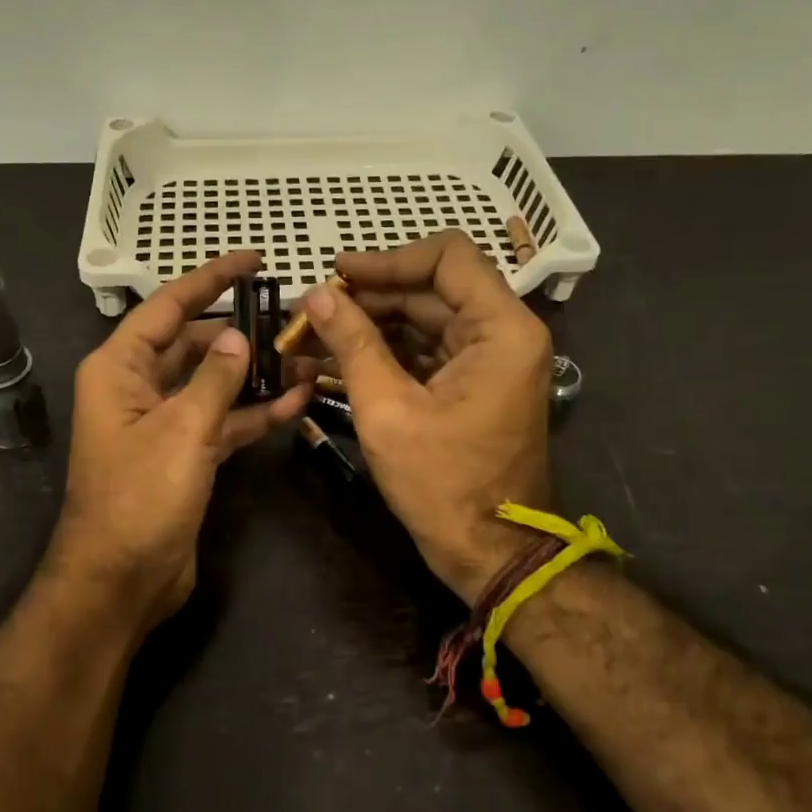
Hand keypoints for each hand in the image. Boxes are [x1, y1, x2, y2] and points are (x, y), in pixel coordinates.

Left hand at [47, 251, 310, 632]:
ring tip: (306, 357)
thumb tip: (238, 337)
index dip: (210, 279)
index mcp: (120, 369)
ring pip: (213, 384)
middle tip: (292, 317)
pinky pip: (222, 422)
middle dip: (240, 331)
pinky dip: (253, 413)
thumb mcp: (182, 430)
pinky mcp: (185, 456)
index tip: (253, 259)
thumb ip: (215, 379)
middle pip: (193, 343)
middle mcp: (138, 388)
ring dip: (254, 374)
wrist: (121, 581)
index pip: (168, 307)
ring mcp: (163, 424)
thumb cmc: (139, 498)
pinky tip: (296, 402)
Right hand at [300, 230, 552, 604]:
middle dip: (366, 300)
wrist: (490, 554)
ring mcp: (489, 362)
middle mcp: (503, 334)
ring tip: (310, 339)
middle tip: (308, 314)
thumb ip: (353, 344)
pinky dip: (384, 355)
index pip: (447, 257)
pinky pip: (425, 354)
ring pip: (423, 322)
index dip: (387, 260)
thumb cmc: (444, 485)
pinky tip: (335, 363)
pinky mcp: (472, 387)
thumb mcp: (388, 411)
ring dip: (368, 329)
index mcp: (501, 329)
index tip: (336, 275)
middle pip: (430, 290)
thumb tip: (317, 296)